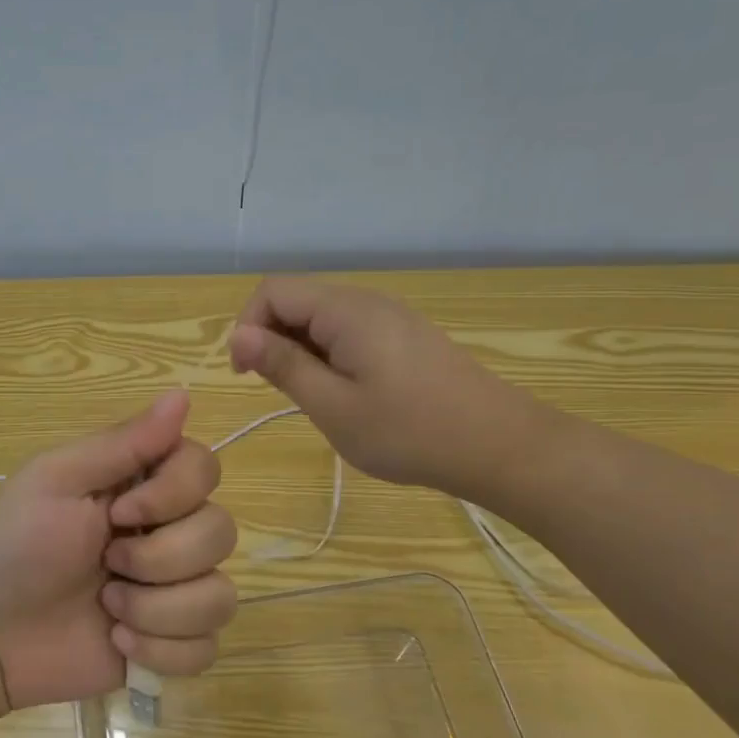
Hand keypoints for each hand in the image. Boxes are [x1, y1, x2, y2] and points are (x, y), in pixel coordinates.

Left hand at [0, 390, 237, 713]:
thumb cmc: (16, 544)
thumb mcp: (57, 480)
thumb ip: (122, 442)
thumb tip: (183, 393)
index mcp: (144, 485)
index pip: (206, 468)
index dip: (175, 494)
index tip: (120, 512)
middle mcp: (170, 530)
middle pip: (221, 532)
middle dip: (158, 559)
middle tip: (105, 563)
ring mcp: (176, 590)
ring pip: (220, 595)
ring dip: (156, 609)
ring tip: (108, 609)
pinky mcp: (174, 644)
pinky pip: (207, 647)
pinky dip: (161, 650)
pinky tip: (118, 642)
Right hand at [227, 276, 555, 500]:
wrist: (499, 446)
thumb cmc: (408, 431)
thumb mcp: (333, 406)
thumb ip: (283, 365)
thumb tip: (240, 335)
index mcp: (345, 310)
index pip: (272, 291)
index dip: (247, 326)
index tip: (247, 375)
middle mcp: (366, 301)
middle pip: (296, 301)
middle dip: (273, 339)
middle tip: (283, 392)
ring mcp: (390, 317)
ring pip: (321, 318)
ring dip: (300, 350)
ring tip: (315, 398)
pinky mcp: (404, 336)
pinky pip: (348, 332)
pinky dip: (329, 355)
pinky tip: (347, 394)